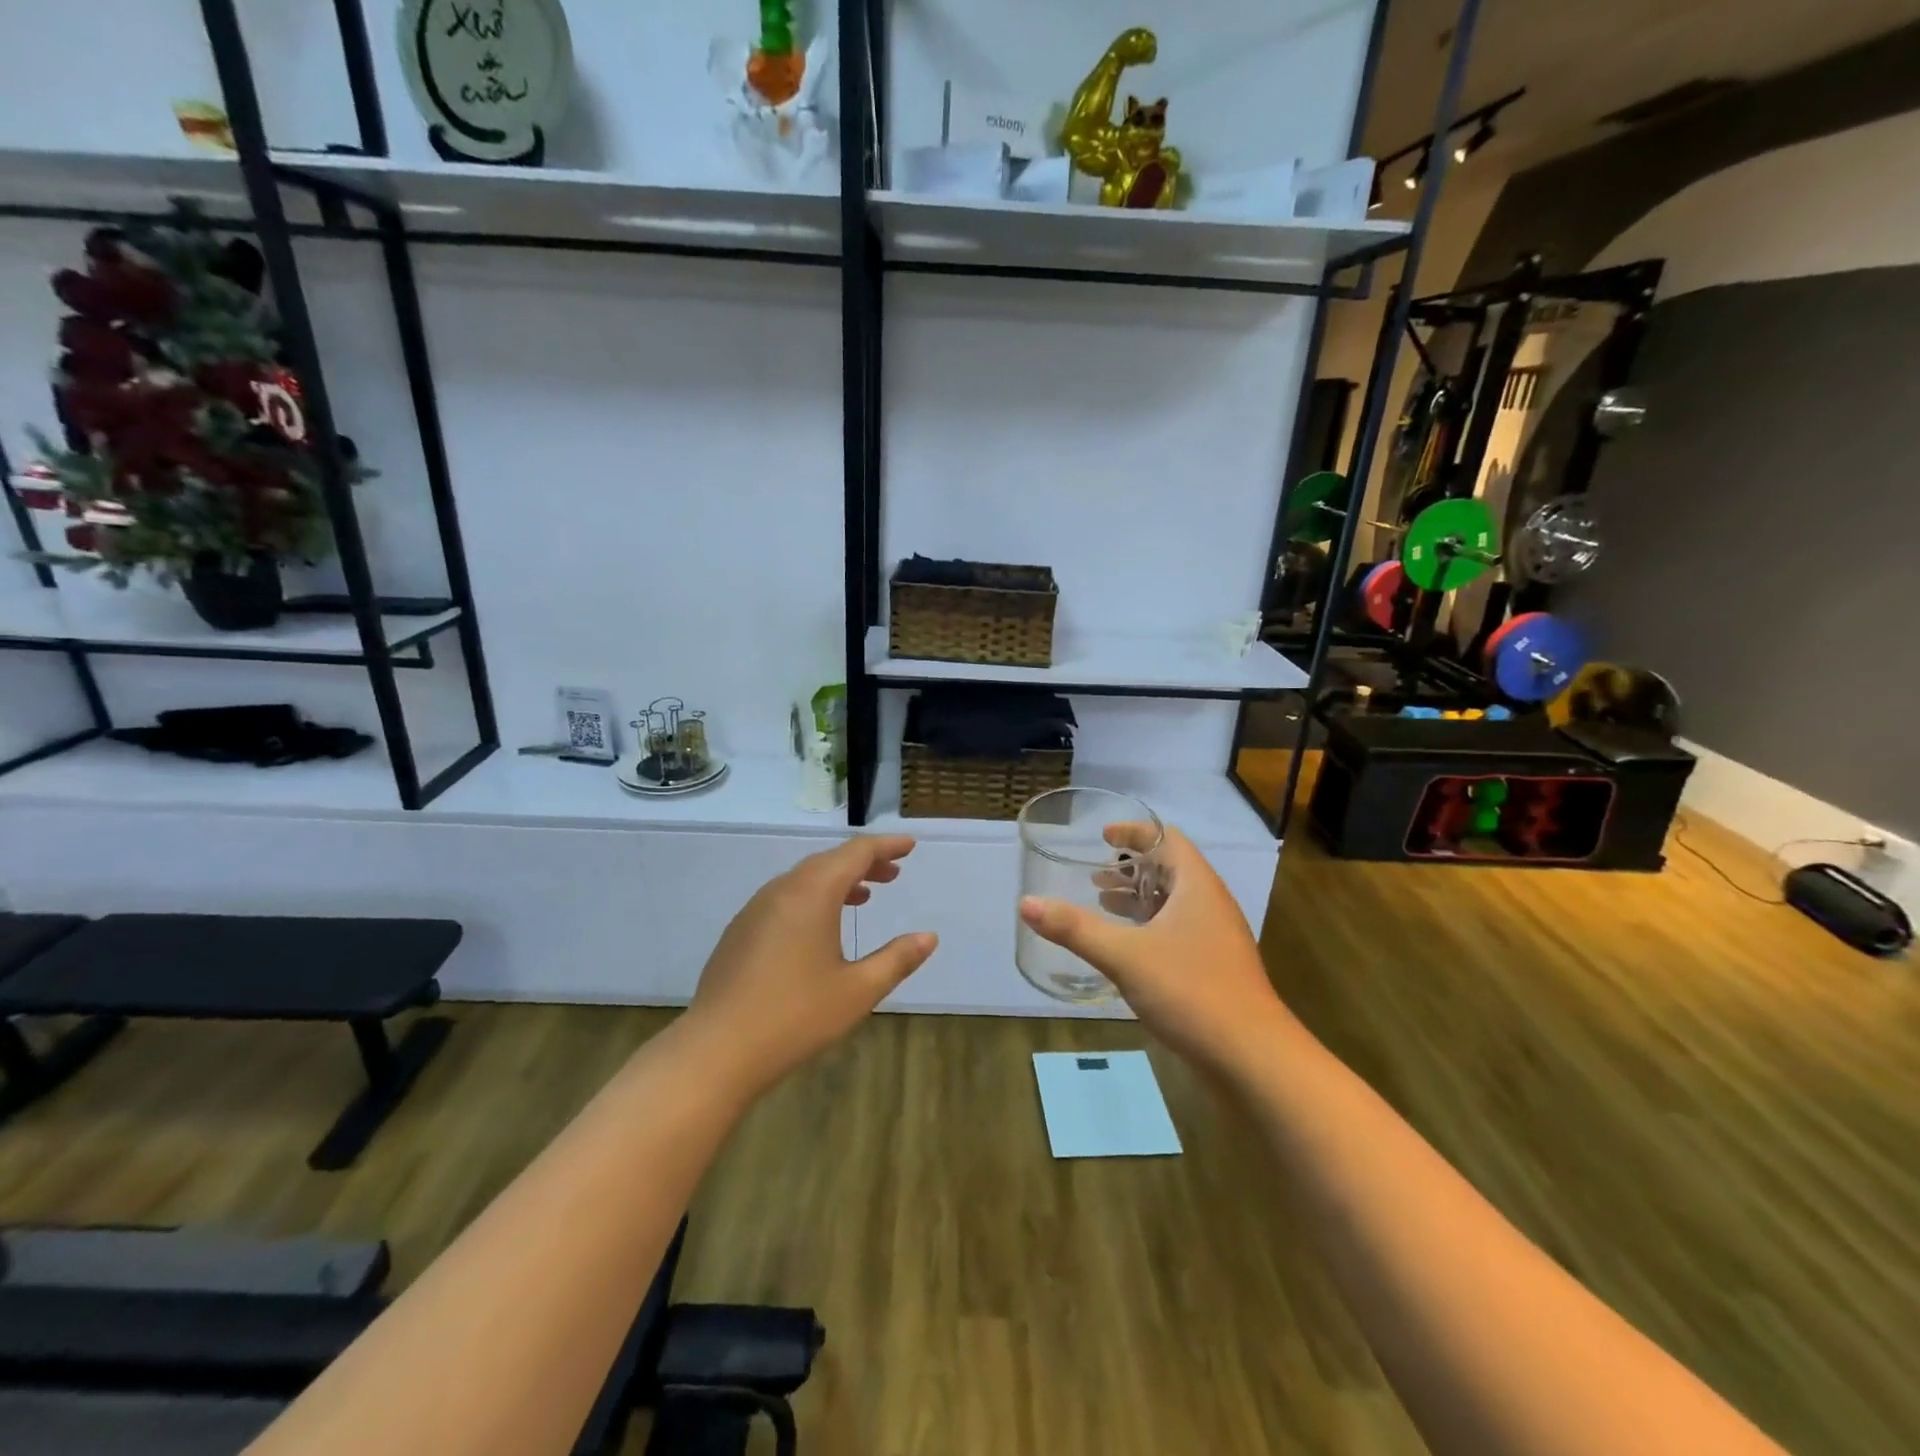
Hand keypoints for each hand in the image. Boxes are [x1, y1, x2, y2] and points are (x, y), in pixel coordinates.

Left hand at [684, 835, 936, 1100]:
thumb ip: (896, 959)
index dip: (886, 846)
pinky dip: (813, 897)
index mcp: (813, 893)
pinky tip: (820, 927)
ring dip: (838, 880)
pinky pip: (785, 897)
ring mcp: (755, 909)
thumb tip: (928, 937)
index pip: (856, 853)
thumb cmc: (795, 1016)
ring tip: (864, 896)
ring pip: (804, 879)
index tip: (909, 845)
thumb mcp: (858, 990)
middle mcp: (782, 890)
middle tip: (893, 873)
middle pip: (829, 861)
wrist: (716, 1050)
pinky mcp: (740, 931)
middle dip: (864, 863)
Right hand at [1019, 824, 1289, 1075]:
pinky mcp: (1213, 967)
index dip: (1134, 833)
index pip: (1167, 839)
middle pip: (1170, 869)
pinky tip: (1126, 948)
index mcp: (1197, 886)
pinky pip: (1177, 931)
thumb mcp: (1124, 955)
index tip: (1101, 838)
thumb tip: (1026, 903)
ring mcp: (1215, 938)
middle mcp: (1210, 904)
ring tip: (1101, 904)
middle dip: (1131, 868)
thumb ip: (1075, 928)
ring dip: (1138, 898)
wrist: (1252, 1058)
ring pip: (1173, 902)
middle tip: (1093, 876)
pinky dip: (1148, 926)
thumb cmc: (1191, 991)